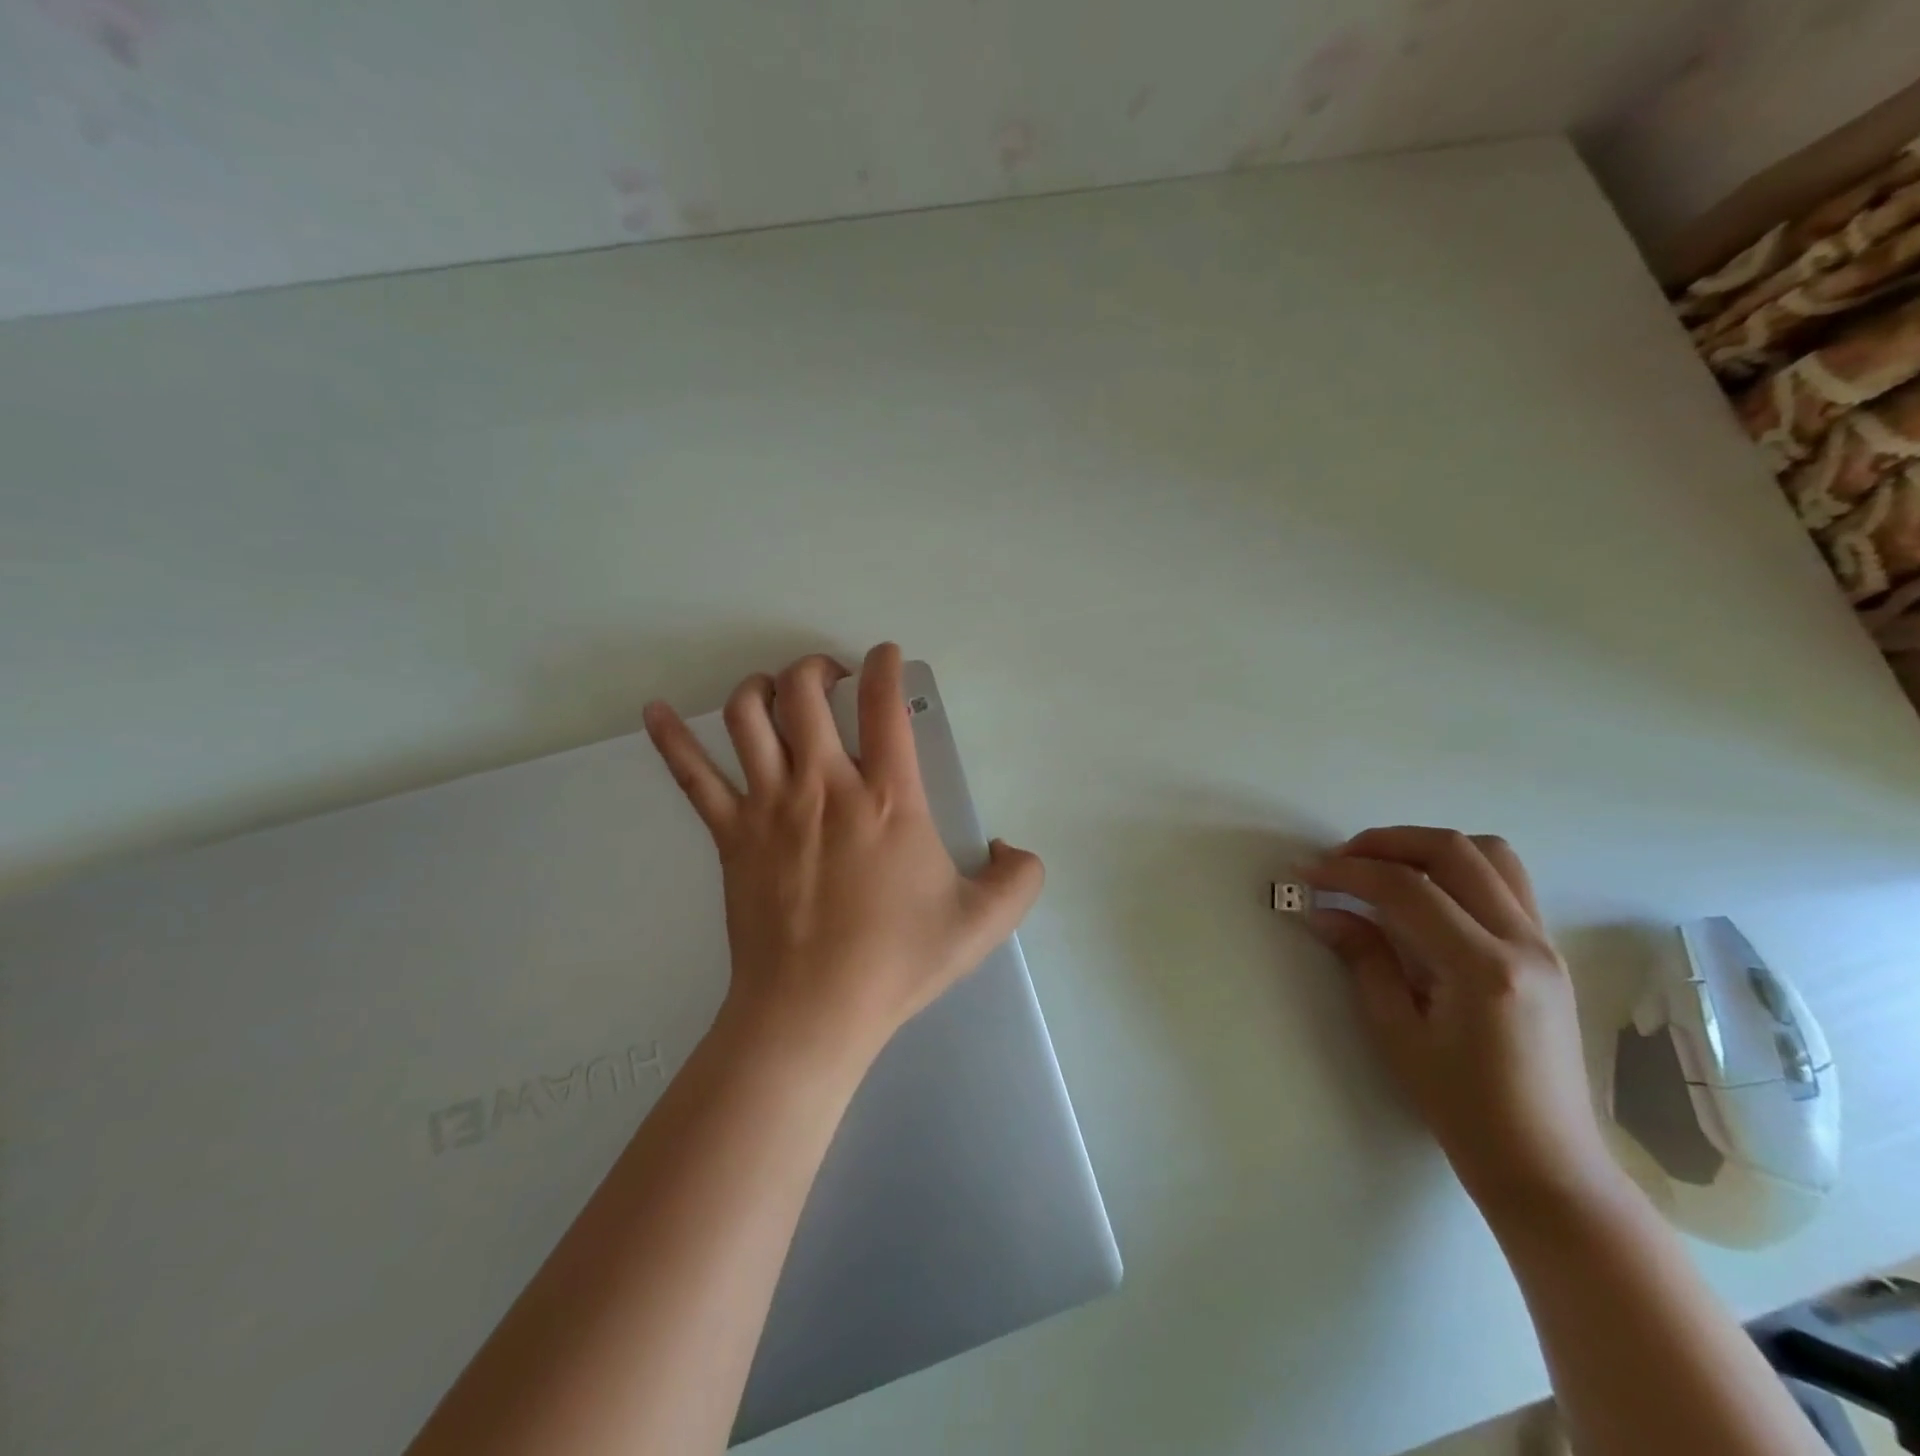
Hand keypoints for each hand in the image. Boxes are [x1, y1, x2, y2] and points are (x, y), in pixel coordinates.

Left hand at [642, 644, 1045, 1068]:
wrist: (813, 1011)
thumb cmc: (895, 962)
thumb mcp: (982, 923)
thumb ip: (1019, 879)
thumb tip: (1010, 847)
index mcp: (888, 798)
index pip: (884, 704)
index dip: (885, 664)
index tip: (886, 656)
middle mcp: (824, 785)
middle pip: (804, 692)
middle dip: (817, 668)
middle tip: (831, 678)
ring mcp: (769, 805)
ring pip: (747, 716)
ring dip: (759, 688)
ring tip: (774, 691)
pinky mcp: (729, 834)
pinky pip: (692, 774)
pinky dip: (670, 739)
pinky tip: (653, 712)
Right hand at [1304, 827, 1623, 1223]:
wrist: (1547, 1162)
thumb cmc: (1463, 1108)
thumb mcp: (1397, 1033)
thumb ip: (1364, 959)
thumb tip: (1323, 912)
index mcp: (1483, 969)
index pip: (1407, 890)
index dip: (1348, 872)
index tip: (1307, 872)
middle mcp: (1524, 943)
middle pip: (1454, 851)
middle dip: (1387, 842)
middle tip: (1340, 859)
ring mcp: (1544, 944)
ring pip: (1490, 854)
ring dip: (1427, 847)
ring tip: (1382, 868)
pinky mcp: (1547, 952)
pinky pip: (1505, 882)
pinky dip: (1456, 869)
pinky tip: (1422, 897)